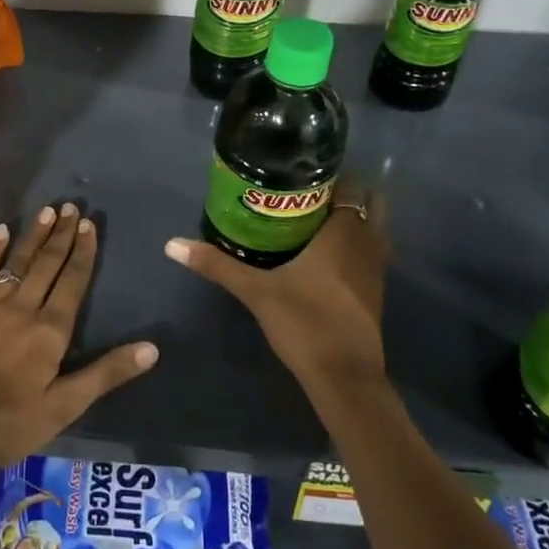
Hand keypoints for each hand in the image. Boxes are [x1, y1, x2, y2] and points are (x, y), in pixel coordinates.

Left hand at [0, 202, 158, 467]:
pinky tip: (1, 231)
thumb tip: (152, 348)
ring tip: (46, 211)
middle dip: (61, 235)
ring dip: (33, 236)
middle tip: (70, 206)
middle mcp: (22, 308)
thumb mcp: (65, 406)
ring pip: (16, 263)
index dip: (83, 252)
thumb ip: (106, 373)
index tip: (89, 224)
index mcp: (50, 331)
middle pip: (46, 265)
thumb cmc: (10, 422)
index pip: (72, 281)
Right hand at [163, 186, 387, 396]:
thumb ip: (217, 265)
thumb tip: (173, 244)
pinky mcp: (375, 293)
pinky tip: (325, 254)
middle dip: (346, 192)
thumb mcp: (256, 291)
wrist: (345, 378)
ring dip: (353, 218)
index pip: (353, 184)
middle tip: (307, 192)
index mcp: (344, 232)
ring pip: (374, 229)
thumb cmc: (305, 323)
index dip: (335, 173)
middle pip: (370, 201)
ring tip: (313, 217)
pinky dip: (355, 244)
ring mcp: (376, 270)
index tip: (304, 170)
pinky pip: (370, 253)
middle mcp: (367, 244)